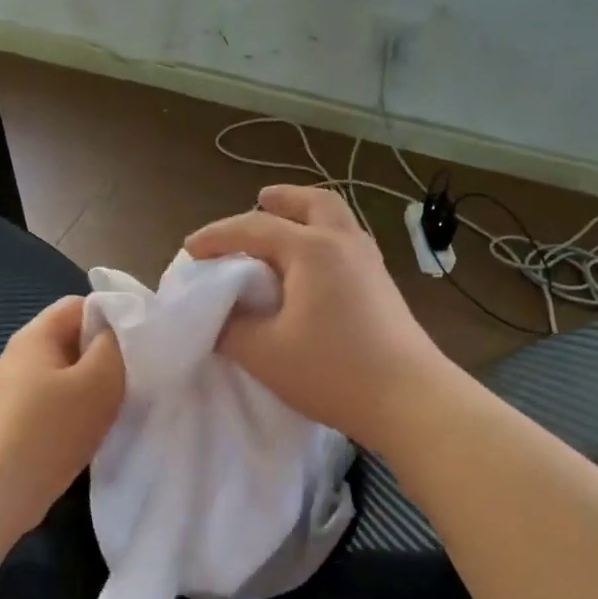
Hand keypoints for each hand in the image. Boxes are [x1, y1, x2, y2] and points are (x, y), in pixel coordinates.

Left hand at [0, 295, 124, 532]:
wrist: (0, 489)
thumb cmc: (53, 429)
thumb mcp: (98, 380)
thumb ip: (114, 346)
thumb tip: (114, 331)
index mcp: (34, 336)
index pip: (78, 304)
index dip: (112, 316)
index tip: (137, 345)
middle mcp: (18, 356)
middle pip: (70, 339)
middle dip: (103, 355)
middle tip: (130, 378)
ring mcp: (11, 390)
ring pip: (63, 373)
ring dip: (90, 386)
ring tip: (114, 407)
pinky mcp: (12, 420)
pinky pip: (52, 401)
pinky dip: (74, 409)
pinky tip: (88, 430)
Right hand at [185, 185, 454, 449]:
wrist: (408, 398)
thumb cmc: (331, 371)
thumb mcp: (264, 353)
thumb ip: (231, 328)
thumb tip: (219, 315)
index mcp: (312, 249)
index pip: (254, 228)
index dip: (217, 237)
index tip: (189, 250)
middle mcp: (344, 243)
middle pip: (313, 202)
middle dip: (281, 199)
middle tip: (258, 200)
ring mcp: (370, 262)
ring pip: (336, 219)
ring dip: (306, 215)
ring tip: (285, 227)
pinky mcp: (383, 286)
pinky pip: (348, 243)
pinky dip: (324, 239)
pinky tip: (313, 267)